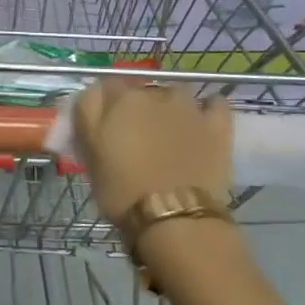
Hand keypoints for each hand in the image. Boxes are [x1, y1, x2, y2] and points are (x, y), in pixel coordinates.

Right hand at [72, 80, 232, 220]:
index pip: (106, 87)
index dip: (105, 106)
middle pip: (142, 91)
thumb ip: (87, 115)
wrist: (174, 218)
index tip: (104, 127)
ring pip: (176, 94)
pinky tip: (204, 122)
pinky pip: (215, 104)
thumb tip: (93, 93)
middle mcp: (155, 93)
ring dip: (171, 107)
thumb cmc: (122, 190)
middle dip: (138, 108)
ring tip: (170, 133)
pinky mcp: (217, 125)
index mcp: (121, 99)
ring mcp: (189, 107)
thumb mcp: (88, 153)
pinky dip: (209, 109)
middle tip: (136, 138)